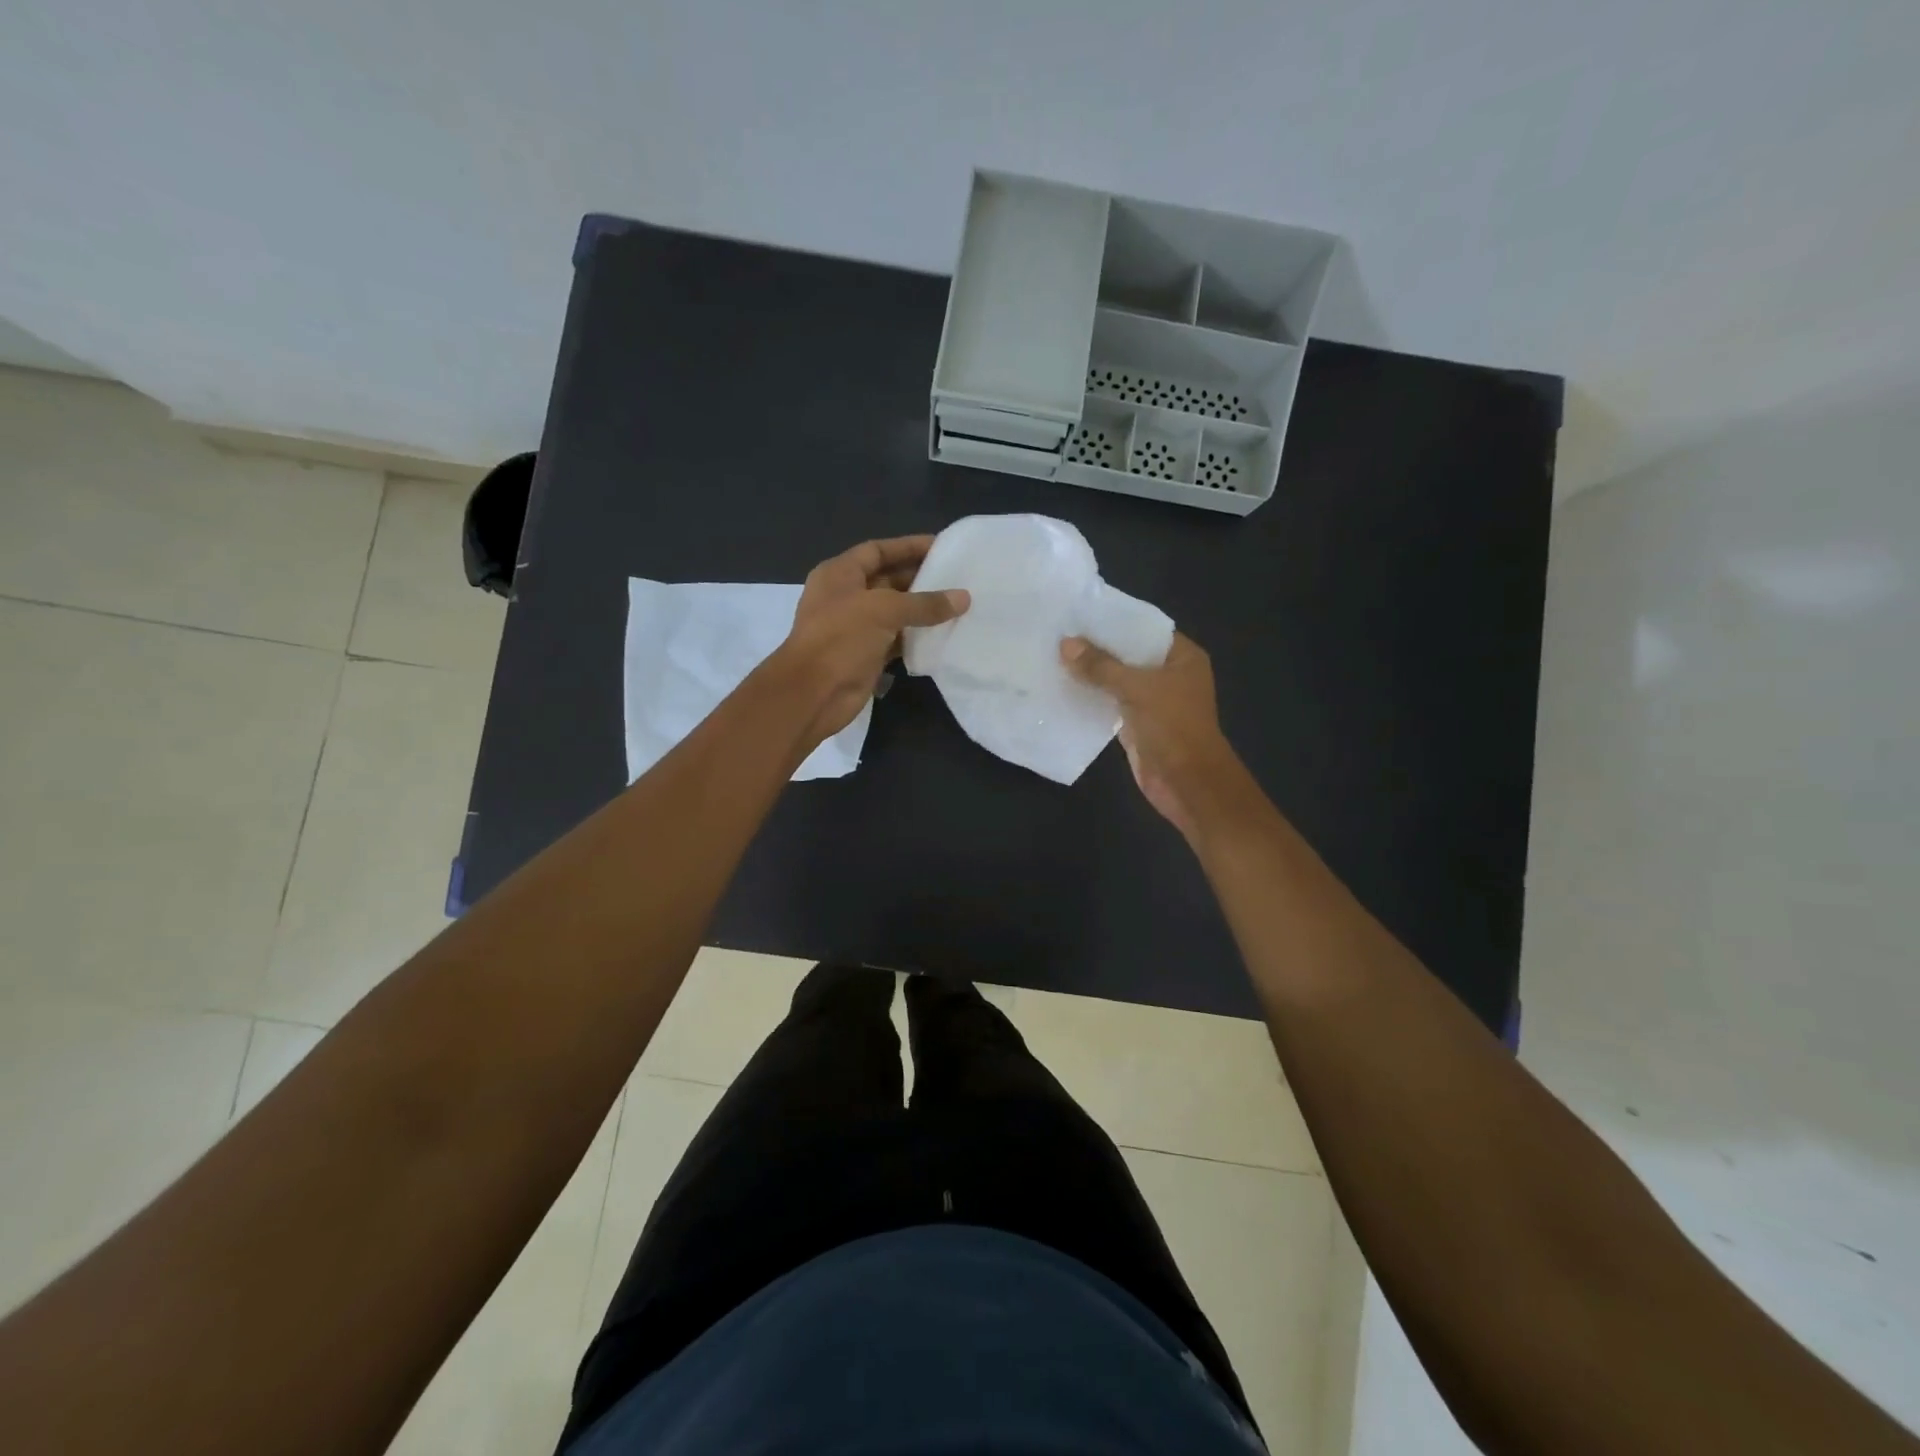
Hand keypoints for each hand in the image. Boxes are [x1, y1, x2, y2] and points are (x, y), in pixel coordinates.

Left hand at [775, 535, 968, 745]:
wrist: (814, 693)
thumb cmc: (841, 638)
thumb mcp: (884, 610)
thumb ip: (925, 603)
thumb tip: (964, 598)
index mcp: (839, 574)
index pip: (877, 550)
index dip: (908, 546)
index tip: (941, 546)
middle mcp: (846, 597)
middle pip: (888, 580)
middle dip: (920, 579)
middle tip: (958, 578)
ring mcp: (855, 628)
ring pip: (894, 613)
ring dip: (922, 611)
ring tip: (958, 605)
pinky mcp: (866, 656)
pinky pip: (896, 641)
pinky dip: (917, 638)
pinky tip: (944, 635)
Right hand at [1061, 633, 1241, 839]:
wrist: (1186, 782)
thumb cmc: (1172, 726)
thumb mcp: (1136, 689)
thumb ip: (1101, 666)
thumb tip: (1065, 644)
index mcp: (1181, 657)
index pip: (1144, 628)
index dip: (1114, 620)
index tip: (1079, 611)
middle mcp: (1169, 675)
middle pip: (1128, 654)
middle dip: (1097, 647)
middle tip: (1059, 632)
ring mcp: (1153, 701)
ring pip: (1117, 680)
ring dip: (1091, 673)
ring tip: (1054, 655)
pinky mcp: (1137, 723)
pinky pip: (1110, 703)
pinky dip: (1091, 697)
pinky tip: (1063, 687)